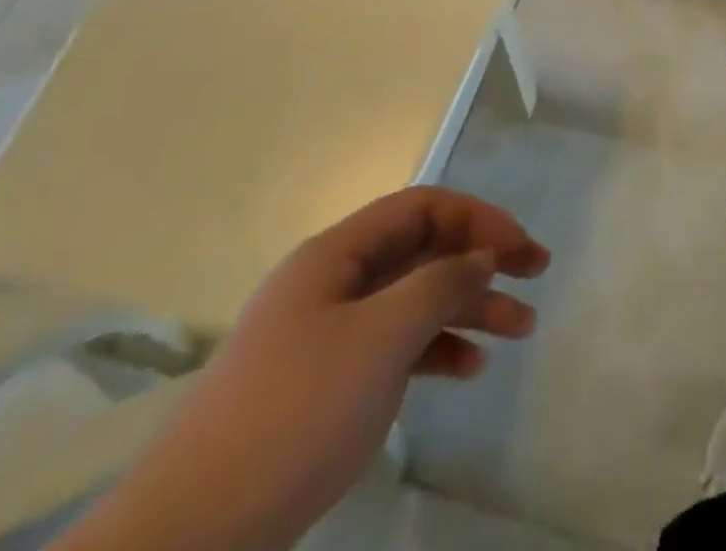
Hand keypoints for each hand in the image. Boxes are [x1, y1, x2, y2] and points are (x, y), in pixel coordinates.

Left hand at [62, 188, 548, 550]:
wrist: (189, 536)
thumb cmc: (295, 414)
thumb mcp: (381, 338)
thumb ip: (440, 284)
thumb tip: (482, 256)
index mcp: (338, 254)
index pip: (423, 207)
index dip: (478, 218)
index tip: (520, 248)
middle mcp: (335, 282)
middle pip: (423, 250)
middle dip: (483, 259)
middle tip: (536, 275)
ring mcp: (329, 334)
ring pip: (415, 300)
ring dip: (469, 307)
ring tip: (520, 328)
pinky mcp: (327, 383)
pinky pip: (396, 346)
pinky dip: (437, 350)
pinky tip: (469, 369)